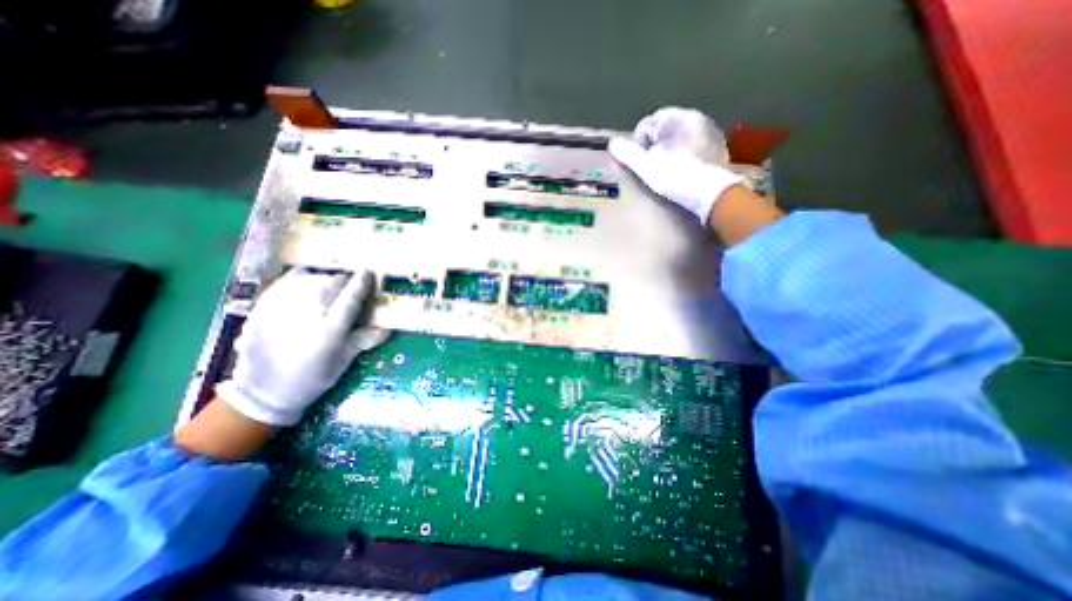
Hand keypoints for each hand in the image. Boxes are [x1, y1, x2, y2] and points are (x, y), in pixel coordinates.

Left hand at [214, 267, 386, 426]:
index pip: (350, 299)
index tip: (369, 271)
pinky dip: (298, 277)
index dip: (361, 283)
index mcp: (329, 331)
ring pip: (309, 281)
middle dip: (344, 280)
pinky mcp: (261, 310)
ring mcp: (281, 311)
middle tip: (350, 282)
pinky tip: (305, 277)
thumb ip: (364, 340)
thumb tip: (387, 328)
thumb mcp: (343, 361)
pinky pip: (283, 283)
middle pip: (330, 285)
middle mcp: (306, 317)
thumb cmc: (312, 378)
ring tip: (330, 283)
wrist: (262, 392)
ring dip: (324, 278)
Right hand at [606, 105, 741, 223]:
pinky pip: (694, 147)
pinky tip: (683, 172)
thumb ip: (628, 153)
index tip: (639, 160)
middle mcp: (698, 118)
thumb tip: (612, 143)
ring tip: (666, 171)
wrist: (712, 194)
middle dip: (655, 144)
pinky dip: (685, 155)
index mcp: (679, 118)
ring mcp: (711, 133)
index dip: (639, 142)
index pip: (650, 122)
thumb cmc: (675, 177)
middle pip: (666, 129)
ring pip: (681, 137)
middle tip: (651, 166)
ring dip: (670, 149)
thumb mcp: (646, 166)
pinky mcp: (719, 148)